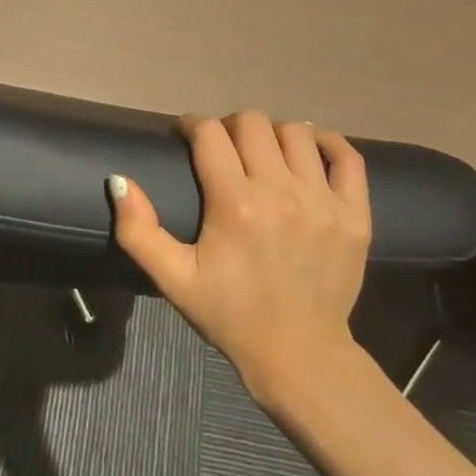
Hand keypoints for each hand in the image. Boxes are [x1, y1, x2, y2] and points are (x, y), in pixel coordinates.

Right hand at [108, 112, 370, 403]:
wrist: (298, 353)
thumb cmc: (229, 313)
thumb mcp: (173, 279)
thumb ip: (138, 230)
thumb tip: (119, 180)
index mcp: (234, 203)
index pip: (209, 133)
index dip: (192, 125)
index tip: (186, 135)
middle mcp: (280, 192)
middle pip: (253, 122)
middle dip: (230, 126)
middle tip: (223, 149)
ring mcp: (323, 200)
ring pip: (296, 132)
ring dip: (273, 134)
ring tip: (263, 154)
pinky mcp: (355, 214)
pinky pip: (347, 156)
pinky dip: (327, 143)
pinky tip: (309, 151)